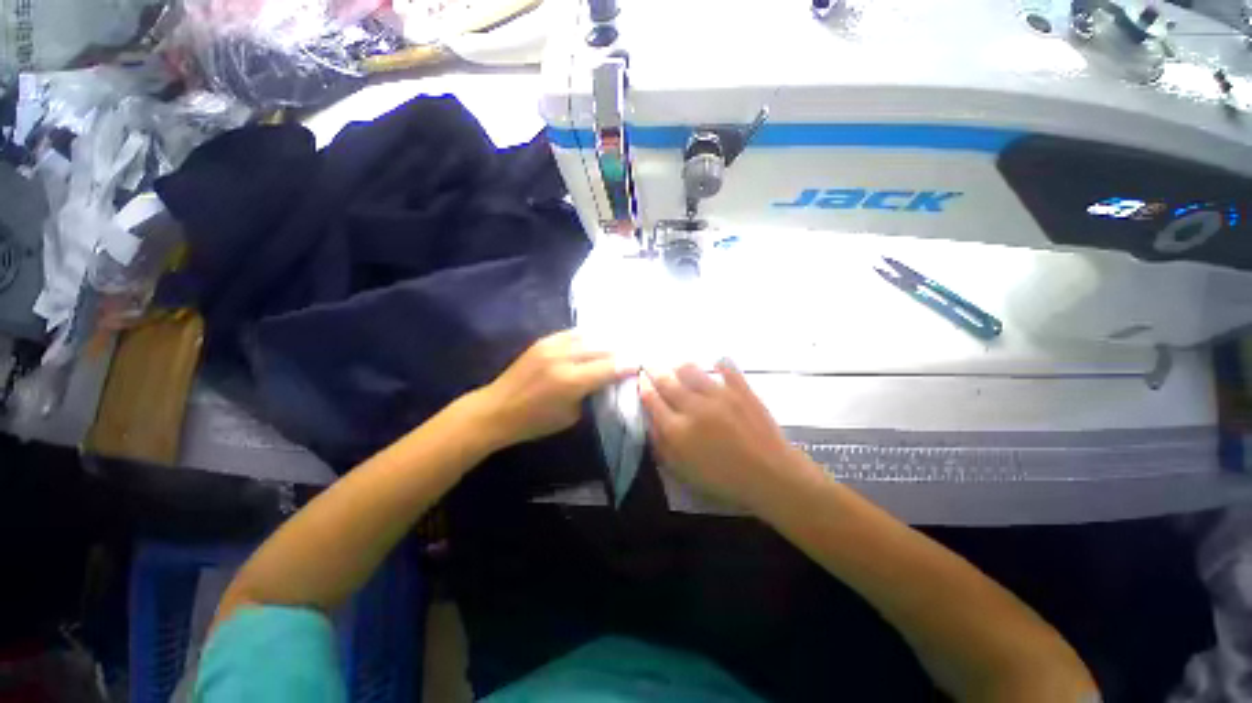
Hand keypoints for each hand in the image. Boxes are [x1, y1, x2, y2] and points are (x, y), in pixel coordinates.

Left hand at [474, 330, 626, 448]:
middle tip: (635, 352)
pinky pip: (574, 333)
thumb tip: (607, 379)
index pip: (609, 368)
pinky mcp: (544, 340)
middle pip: (602, 348)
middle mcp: (563, 358)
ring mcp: (552, 345)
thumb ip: (591, 394)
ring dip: (607, 340)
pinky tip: (598, 338)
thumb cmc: (534, 421)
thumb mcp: (571, 416)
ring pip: (589, 336)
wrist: (496, 409)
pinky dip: (590, 336)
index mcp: (570, 381)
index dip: (628, 365)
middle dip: (621, 351)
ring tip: (621, 342)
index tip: (642, 364)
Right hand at [639, 361, 816, 514]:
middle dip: (654, 370)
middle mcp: (694, 407)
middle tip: (650, 363)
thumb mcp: (684, 471)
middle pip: (667, 381)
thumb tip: (650, 423)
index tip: (640, 379)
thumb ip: (663, 446)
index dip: (644, 387)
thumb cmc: (724, 479)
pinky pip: (726, 369)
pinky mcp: (740, 389)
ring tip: (677, 364)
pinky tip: (716, 362)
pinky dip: (719, 364)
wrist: (771, 475)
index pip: (652, 401)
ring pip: (691, 370)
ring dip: (679, 366)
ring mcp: (718, 395)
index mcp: (677, 429)